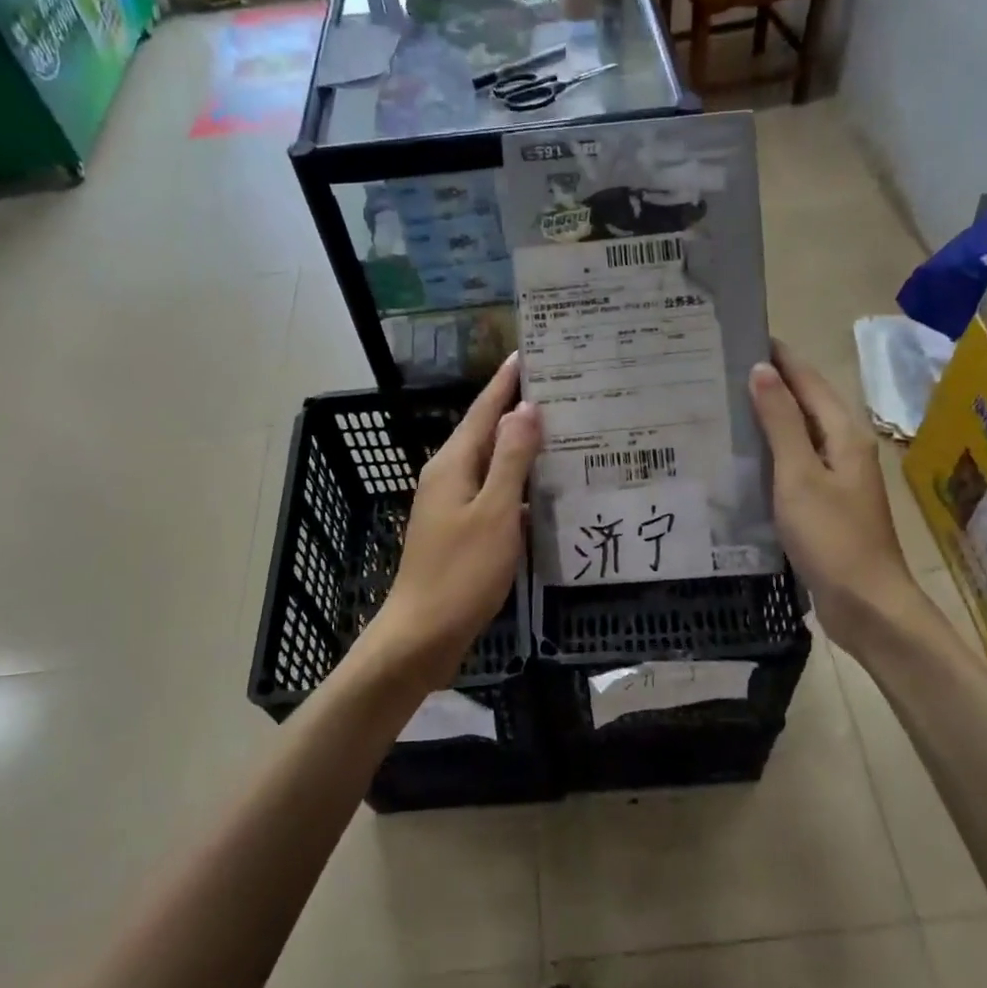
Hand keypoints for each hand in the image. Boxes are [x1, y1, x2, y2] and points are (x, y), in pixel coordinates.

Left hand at [368, 353, 542, 681]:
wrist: (423, 634)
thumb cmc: (461, 572)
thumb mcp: (494, 511)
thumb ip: (511, 459)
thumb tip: (526, 408)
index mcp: (453, 464)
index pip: (484, 409)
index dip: (507, 381)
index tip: (531, 353)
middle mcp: (449, 476)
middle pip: (487, 433)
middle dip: (519, 410)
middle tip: (563, 391)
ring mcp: (452, 505)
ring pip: (493, 465)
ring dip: (523, 449)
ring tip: (563, 433)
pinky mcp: (461, 531)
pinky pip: (494, 494)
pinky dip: (519, 486)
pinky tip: (546, 491)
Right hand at [749, 340, 913, 642]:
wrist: (865, 604)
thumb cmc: (832, 537)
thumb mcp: (799, 475)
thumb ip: (781, 422)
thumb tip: (762, 370)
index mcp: (843, 433)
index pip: (808, 379)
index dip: (779, 356)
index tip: (742, 334)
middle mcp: (844, 447)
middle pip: (806, 403)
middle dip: (770, 382)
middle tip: (721, 368)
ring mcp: (836, 477)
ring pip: (798, 433)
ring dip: (768, 416)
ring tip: (723, 404)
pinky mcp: (825, 502)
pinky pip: (794, 462)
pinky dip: (770, 450)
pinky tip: (742, 455)